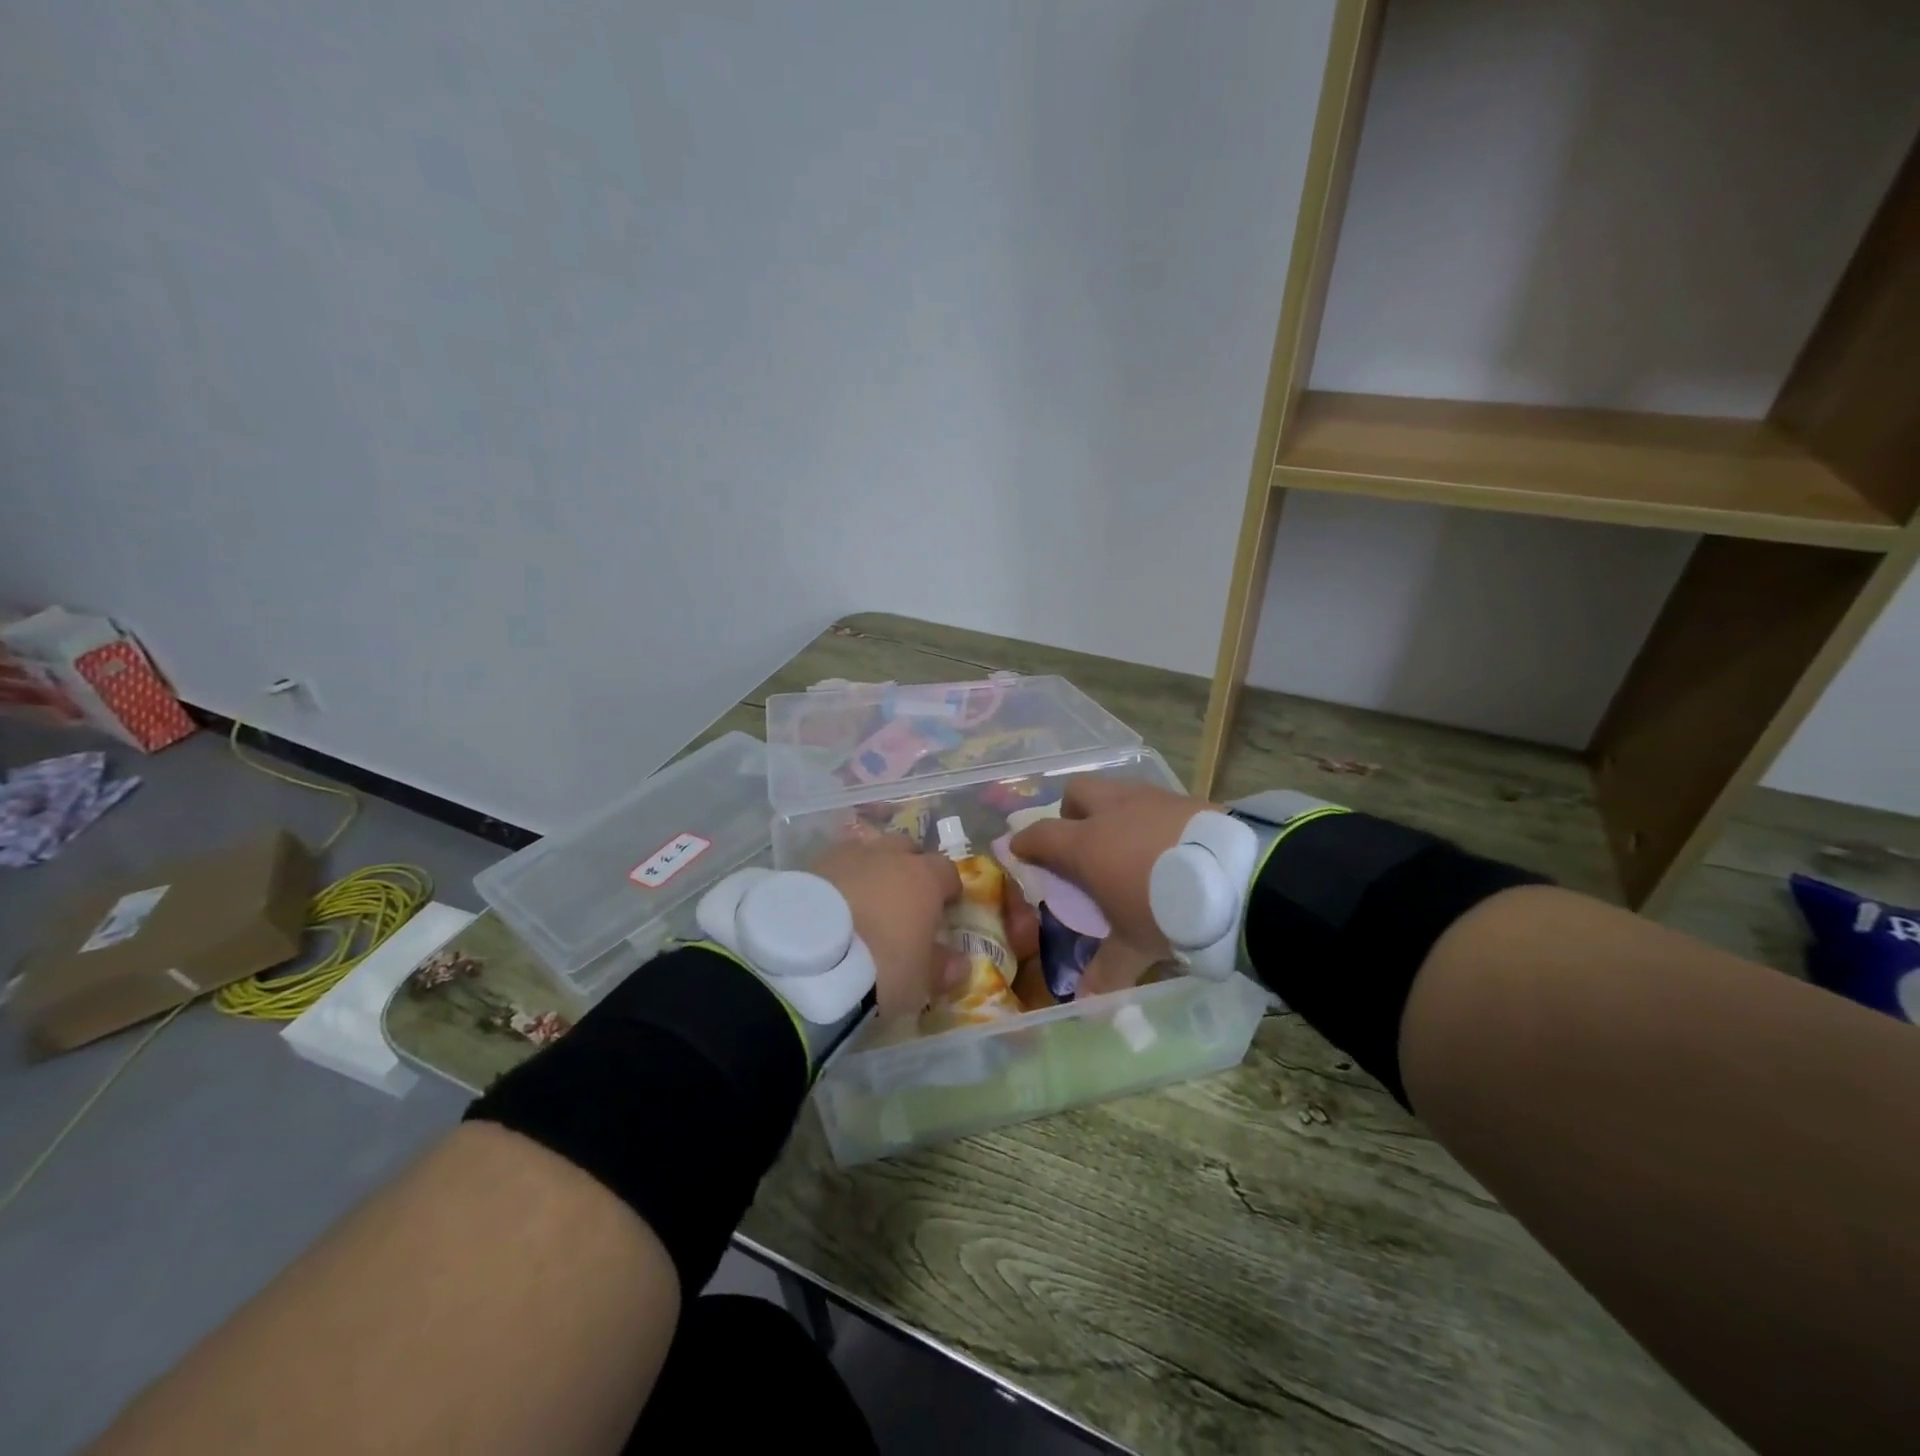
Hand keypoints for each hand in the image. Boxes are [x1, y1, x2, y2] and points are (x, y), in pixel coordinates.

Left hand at [811, 837, 963, 1017]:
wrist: (808, 961)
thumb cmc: (880, 968)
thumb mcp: (919, 981)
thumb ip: (941, 967)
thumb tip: (958, 963)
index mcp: (923, 878)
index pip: (946, 871)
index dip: (947, 888)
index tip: (945, 908)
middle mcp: (887, 856)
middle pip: (905, 850)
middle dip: (908, 868)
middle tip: (903, 900)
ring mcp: (846, 856)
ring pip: (866, 852)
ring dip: (870, 870)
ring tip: (863, 901)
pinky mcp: (809, 867)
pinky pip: (833, 867)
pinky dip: (837, 881)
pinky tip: (831, 907)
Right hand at [1007, 777, 1215, 994]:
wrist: (1238, 879)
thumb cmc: (1169, 911)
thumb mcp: (1136, 946)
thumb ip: (1107, 971)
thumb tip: (1085, 1005)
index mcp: (1087, 844)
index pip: (1041, 834)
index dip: (1026, 841)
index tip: (1019, 849)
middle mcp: (1112, 812)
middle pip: (1076, 793)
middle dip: (1070, 811)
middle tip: (1080, 839)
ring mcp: (1150, 799)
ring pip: (1116, 790)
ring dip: (1112, 809)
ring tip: (1128, 841)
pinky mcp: (1186, 798)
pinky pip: (1155, 800)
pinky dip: (1151, 816)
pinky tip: (1167, 842)